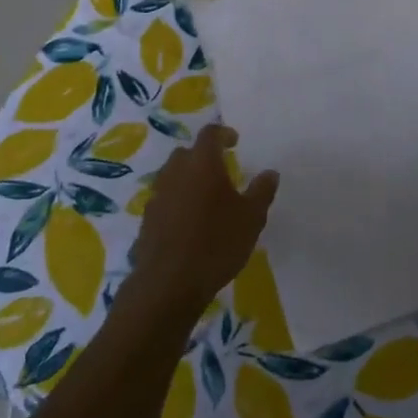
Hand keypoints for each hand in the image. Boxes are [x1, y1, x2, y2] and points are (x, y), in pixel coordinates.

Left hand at [129, 125, 278, 313]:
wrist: (168, 283)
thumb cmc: (216, 243)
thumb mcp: (251, 218)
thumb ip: (262, 191)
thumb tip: (270, 172)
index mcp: (202, 163)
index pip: (210, 134)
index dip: (223, 133)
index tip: (235, 141)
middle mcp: (175, 171)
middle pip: (187, 153)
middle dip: (203, 157)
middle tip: (221, 172)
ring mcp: (157, 195)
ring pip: (173, 176)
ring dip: (188, 180)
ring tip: (206, 199)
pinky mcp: (147, 219)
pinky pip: (164, 200)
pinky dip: (177, 202)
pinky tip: (189, 224)